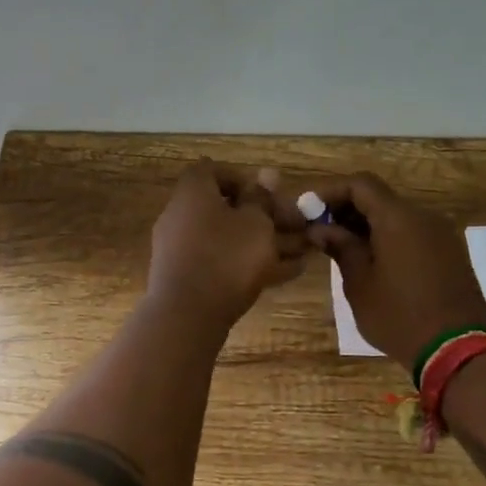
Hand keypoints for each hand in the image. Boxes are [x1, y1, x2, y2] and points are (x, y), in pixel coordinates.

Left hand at [148, 162, 307, 335]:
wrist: (187, 315)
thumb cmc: (226, 257)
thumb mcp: (256, 223)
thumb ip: (263, 199)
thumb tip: (267, 174)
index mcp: (193, 193)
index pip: (213, 171)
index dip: (243, 179)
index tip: (269, 196)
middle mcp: (181, 216)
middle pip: (225, 208)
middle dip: (264, 217)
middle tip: (296, 228)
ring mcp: (182, 249)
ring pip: (229, 239)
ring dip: (264, 243)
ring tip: (303, 253)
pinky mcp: (187, 278)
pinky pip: (222, 263)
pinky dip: (250, 265)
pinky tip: (287, 273)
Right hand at [308, 172, 485, 370]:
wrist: (456, 350)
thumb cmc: (398, 316)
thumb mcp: (359, 284)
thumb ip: (341, 248)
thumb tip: (321, 228)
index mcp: (399, 218)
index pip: (360, 184)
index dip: (331, 192)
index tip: (309, 211)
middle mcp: (424, 216)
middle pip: (380, 198)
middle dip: (347, 209)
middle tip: (321, 232)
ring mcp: (442, 234)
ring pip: (398, 216)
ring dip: (368, 225)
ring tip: (343, 249)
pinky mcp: (451, 253)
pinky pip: (414, 233)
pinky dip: (389, 237)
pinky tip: (373, 261)